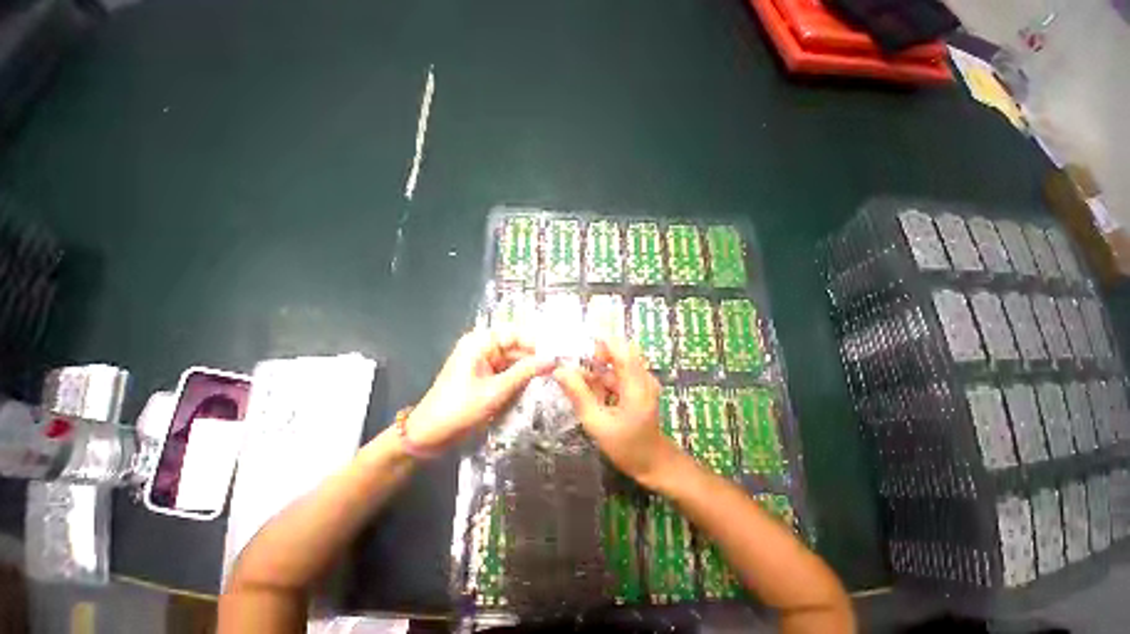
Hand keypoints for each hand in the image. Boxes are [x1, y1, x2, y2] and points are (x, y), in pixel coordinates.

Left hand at [404, 328, 554, 452]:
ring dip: (530, 373)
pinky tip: (538, 390)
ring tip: (557, 379)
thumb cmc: (459, 409)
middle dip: (537, 358)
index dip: (540, 342)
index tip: (564, 354)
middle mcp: (481, 348)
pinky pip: (506, 376)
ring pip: (513, 363)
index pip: (517, 333)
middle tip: (565, 369)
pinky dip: (519, 383)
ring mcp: (481, 365)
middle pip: (516, 347)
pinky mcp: (482, 381)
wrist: (431, 432)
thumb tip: (553, 359)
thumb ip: (525, 373)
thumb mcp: (496, 391)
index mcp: (479, 342)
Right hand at [553, 336, 682, 488]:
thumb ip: (579, 395)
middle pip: (618, 353)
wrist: (653, 464)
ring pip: (617, 365)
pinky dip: (604, 382)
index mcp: (636, 383)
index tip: (573, 349)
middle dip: (593, 357)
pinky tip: (589, 395)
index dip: (597, 343)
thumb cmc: (627, 447)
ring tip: (575, 383)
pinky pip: (620, 377)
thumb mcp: (597, 423)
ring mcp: (643, 384)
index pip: (619, 347)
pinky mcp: (640, 392)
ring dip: (596, 371)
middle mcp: (643, 377)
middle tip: (571, 369)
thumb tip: (559, 370)